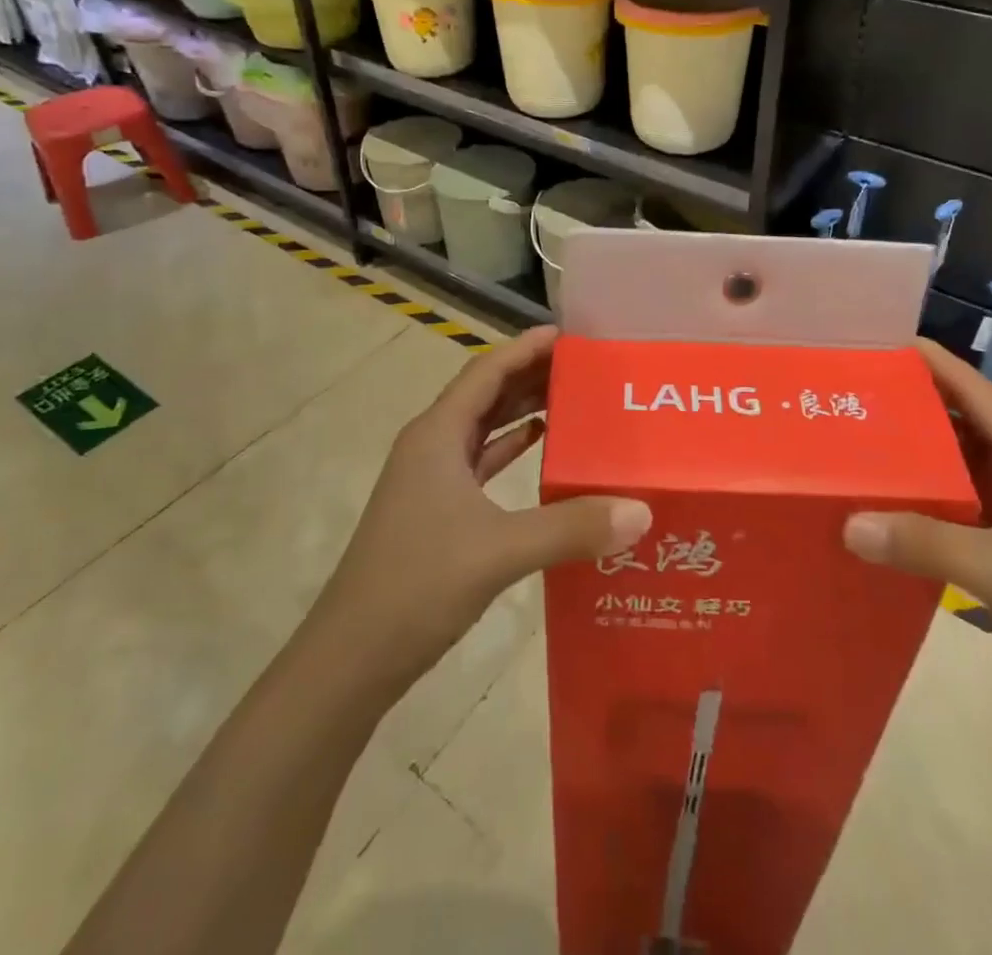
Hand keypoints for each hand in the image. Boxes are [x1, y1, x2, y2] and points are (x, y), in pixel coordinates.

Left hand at [318, 326, 650, 695]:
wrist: (351, 658)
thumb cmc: (416, 585)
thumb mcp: (499, 551)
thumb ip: (570, 528)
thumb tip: (640, 510)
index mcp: (438, 435)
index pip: (487, 371)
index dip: (526, 348)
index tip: (570, 334)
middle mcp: (432, 446)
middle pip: (487, 394)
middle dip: (531, 375)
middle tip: (585, 366)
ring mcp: (431, 480)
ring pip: (484, 428)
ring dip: (523, 410)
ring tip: (574, 399)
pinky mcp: (437, 511)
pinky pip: (482, 463)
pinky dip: (512, 449)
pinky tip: (543, 448)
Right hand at [843, 338, 991, 753]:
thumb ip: (925, 543)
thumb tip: (849, 523)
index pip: (986, 402)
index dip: (946, 369)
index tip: (899, 343)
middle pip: (968, 431)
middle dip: (922, 408)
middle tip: (865, 391)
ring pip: (958, 472)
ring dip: (918, 457)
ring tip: (863, 439)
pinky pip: (952, 512)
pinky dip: (920, 503)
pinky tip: (882, 504)